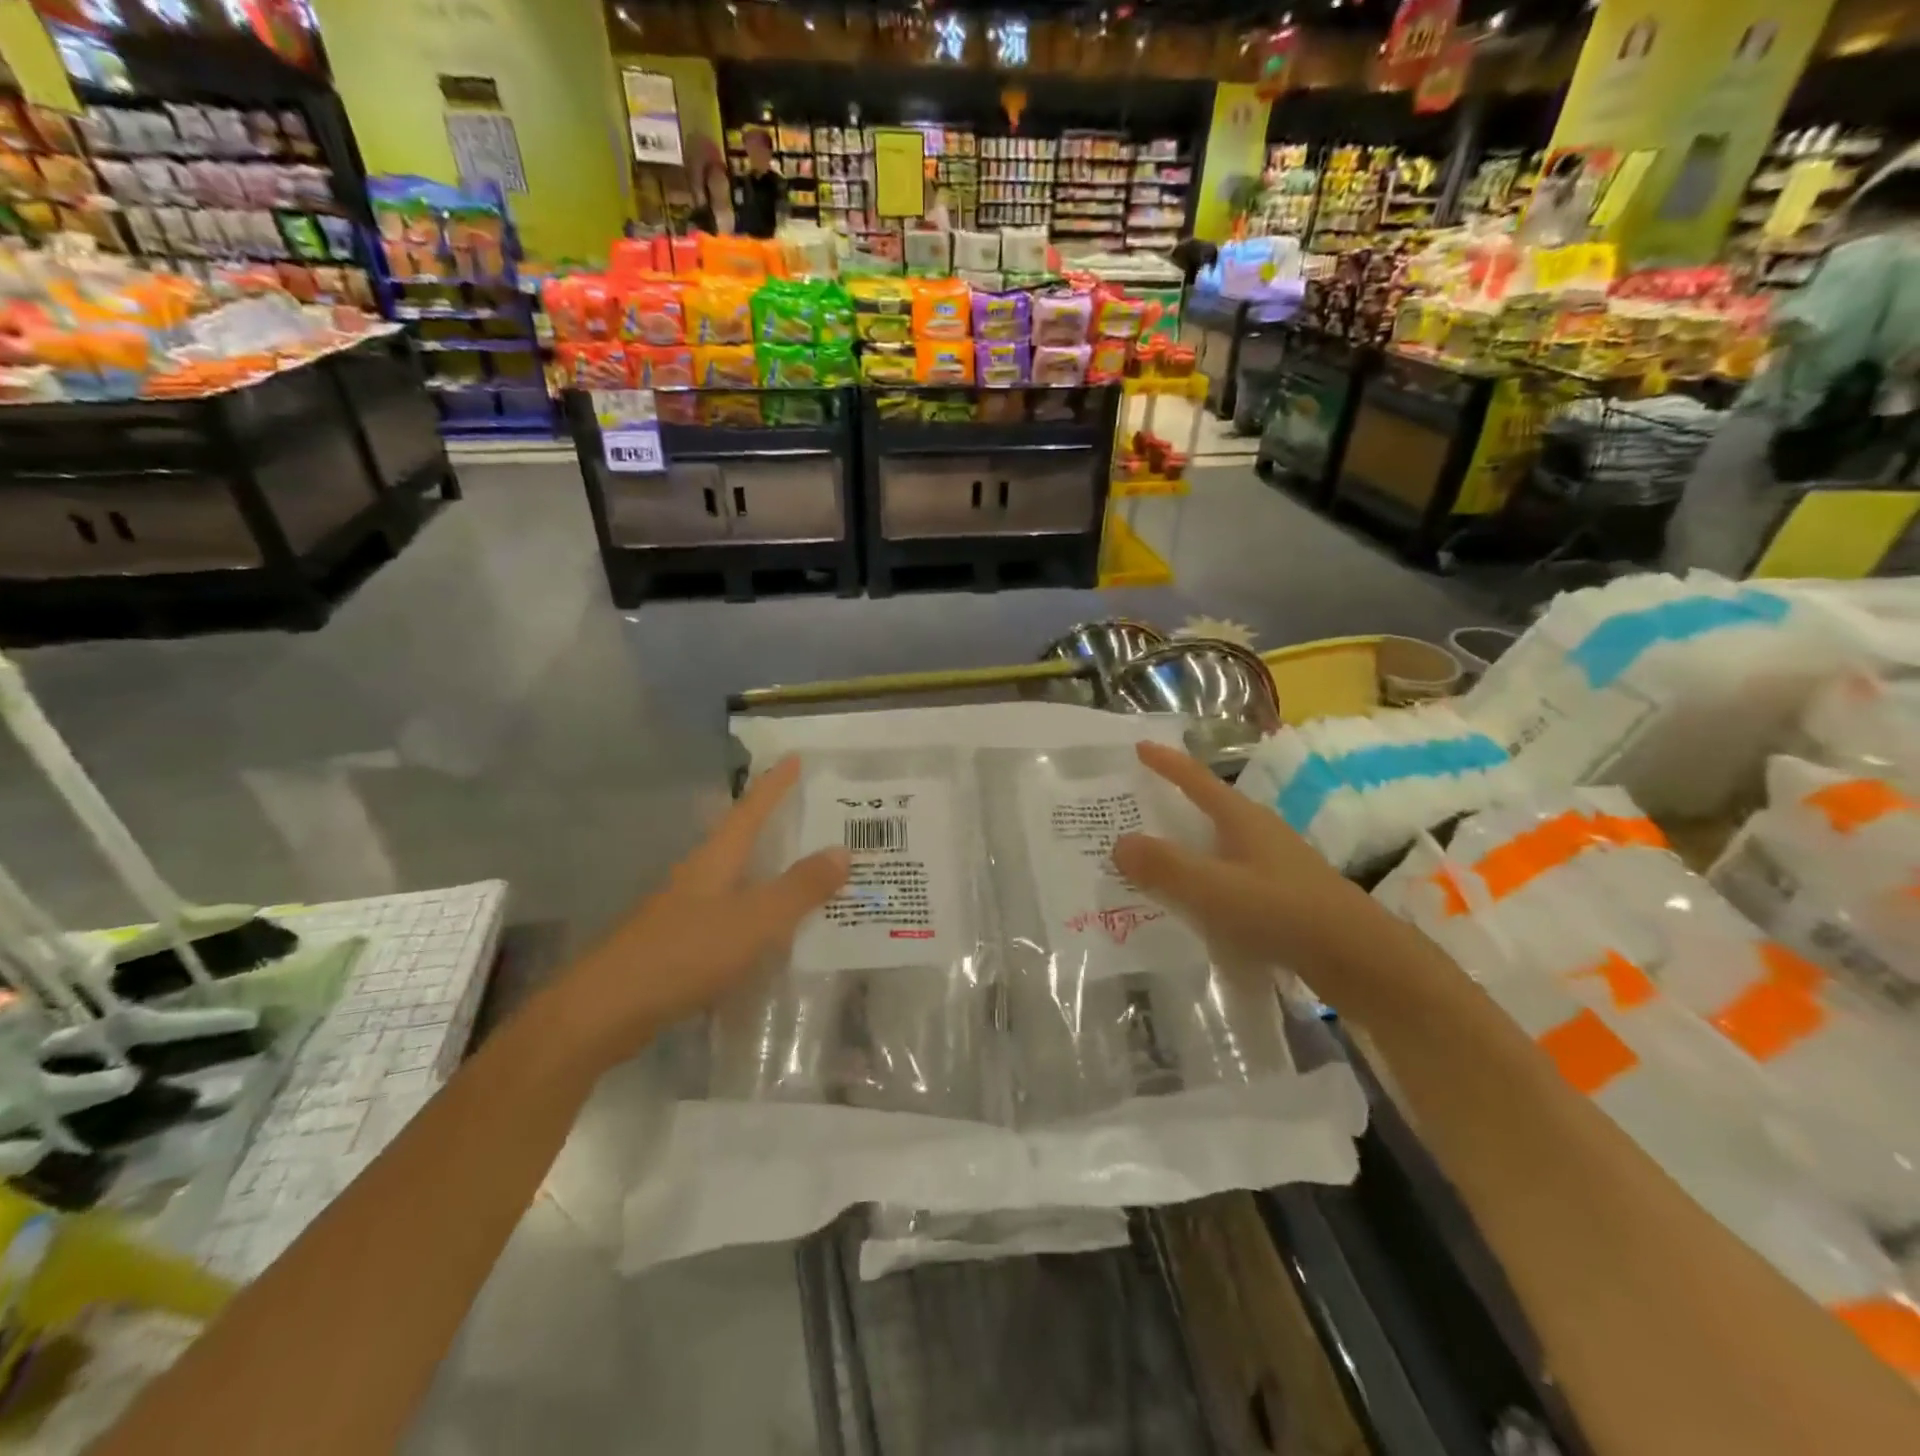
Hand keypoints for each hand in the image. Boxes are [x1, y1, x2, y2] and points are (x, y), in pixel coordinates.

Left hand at [548, 757, 848, 1072]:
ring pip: (734, 880)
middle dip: (773, 826)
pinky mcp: (676, 944)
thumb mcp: (754, 920)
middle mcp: (698, 876)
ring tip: (803, 876)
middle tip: (811, 816)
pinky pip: (728, 917)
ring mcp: (683, 911)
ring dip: (766, 874)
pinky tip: (769, 935)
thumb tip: (843, 850)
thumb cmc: (685, 953)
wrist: (605, 1011)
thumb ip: (800, 888)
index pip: (751, 810)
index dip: (774, 784)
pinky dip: (754, 916)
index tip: (795, 757)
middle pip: (740, 840)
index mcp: (715, 860)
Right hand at [1113, 740, 1361, 966]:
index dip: (1167, 763)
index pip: (1196, 780)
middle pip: (1207, 809)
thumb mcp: (1214, 889)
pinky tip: (1191, 902)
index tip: (1139, 746)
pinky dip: (1203, 878)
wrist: (1359, 958)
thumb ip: (1164, 867)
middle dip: (1170, 805)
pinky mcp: (1282, 894)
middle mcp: (1258, 832)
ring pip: (1217, 845)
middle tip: (1132, 808)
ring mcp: (1273, 863)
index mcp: (1242, 819)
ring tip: (1151, 858)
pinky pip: (1229, 875)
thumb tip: (1118, 843)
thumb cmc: (1282, 912)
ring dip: (1186, 846)